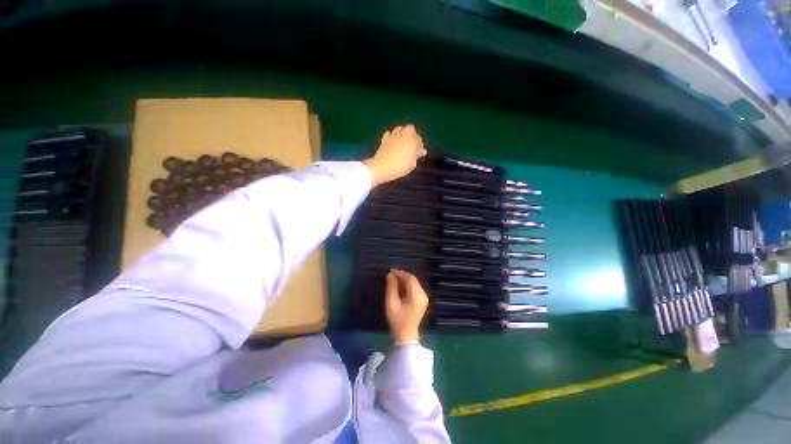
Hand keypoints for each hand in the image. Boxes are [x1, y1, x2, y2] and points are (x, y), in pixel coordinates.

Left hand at [364, 124, 426, 186]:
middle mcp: (403, 136)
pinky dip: (392, 136)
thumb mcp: (411, 164)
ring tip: (402, 142)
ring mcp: (393, 136)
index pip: (419, 139)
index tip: (418, 152)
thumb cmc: (399, 167)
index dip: (419, 145)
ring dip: (402, 133)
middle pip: (410, 128)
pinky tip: (392, 142)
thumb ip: (417, 156)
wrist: (382, 167)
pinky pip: (389, 133)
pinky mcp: (384, 139)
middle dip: (412, 134)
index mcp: (412, 141)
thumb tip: (422, 151)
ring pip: (400, 128)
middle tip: (411, 144)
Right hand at [385, 269, 428, 342]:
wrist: (406, 336)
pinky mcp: (422, 300)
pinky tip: (399, 285)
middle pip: (413, 280)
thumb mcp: (391, 303)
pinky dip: (408, 285)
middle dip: (402, 275)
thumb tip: (390, 275)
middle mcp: (423, 295)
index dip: (400, 272)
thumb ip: (391, 287)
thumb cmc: (397, 320)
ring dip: (405, 279)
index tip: (391, 270)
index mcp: (417, 296)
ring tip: (394, 278)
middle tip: (391, 273)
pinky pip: (415, 288)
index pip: (410, 278)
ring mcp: (424, 298)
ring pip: (415, 283)